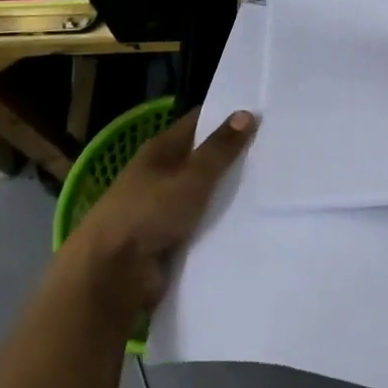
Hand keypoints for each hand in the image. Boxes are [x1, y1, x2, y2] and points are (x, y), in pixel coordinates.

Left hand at [66, 108, 255, 315]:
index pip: (198, 123)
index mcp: (160, 150)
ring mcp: (163, 209)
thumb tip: (246, 113)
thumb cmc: (148, 212)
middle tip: (275, 154)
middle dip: (233, 158)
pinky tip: (251, 224)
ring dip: (228, 196)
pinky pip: (201, 226)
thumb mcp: (190, 177)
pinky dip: (219, 225)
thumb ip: (219, 149)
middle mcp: (160, 175)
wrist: (111, 274)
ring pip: (204, 195)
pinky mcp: (168, 241)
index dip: (225, 117)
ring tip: (271, 190)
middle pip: (202, 160)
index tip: (260, 114)